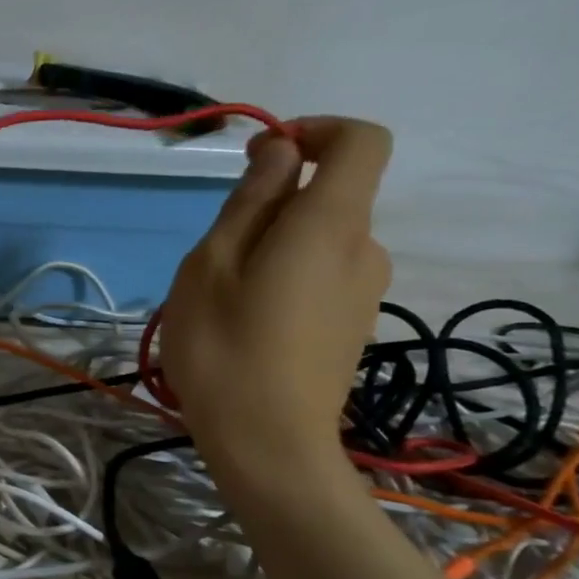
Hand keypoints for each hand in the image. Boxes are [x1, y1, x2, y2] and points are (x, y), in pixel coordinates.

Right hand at [157, 117, 392, 498]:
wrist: (269, 447)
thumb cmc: (225, 347)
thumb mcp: (213, 263)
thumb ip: (252, 200)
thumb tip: (282, 151)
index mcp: (331, 223)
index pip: (362, 140)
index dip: (317, 131)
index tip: (263, 159)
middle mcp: (364, 249)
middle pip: (332, 194)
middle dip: (274, 203)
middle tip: (217, 252)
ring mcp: (365, 291)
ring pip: (320, 238)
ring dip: (274, 244)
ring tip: (225, 294)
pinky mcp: (354, 325)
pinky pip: (323, 273)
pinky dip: (287, 274)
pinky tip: (249, 321)